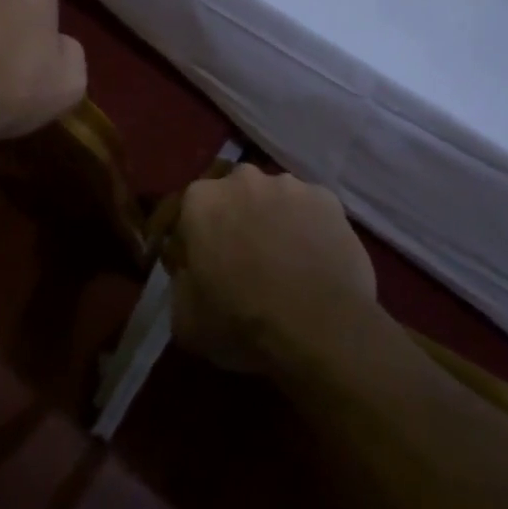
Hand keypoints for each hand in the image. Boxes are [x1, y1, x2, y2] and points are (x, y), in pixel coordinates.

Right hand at [170, 165, 376, 374]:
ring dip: (272, 221)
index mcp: (201, 201)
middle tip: (244, 262)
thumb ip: (180, 283)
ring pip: (272, 199)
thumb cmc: (244, 324)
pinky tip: (314, 260)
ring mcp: (289, 185)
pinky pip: (308, 210)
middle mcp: (243, 179)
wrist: (325, 329)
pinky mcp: (327, 198)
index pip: (188, 213)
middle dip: (234, 220)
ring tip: (285, 263)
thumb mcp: (186, 320)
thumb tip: (190, 272)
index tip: (202, 268)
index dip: (194, 241)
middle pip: (232, 196)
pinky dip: (307, 227)